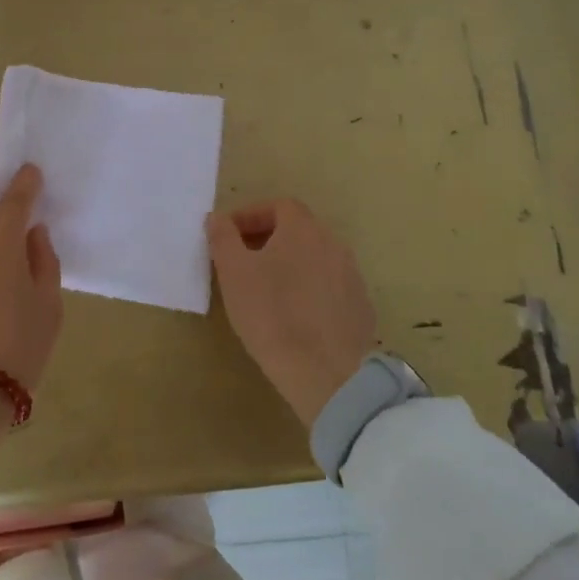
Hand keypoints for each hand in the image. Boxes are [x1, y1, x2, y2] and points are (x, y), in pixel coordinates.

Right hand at [206, 198, 377, 426]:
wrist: (325, 373)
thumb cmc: (271, 314)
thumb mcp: (233, 273)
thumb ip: (223, 238)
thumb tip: (218, 218)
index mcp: (303, 230)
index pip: (279, 206)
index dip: (251, 215)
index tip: (229, 236)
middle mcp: (333, 244)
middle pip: (298, 230)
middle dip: (268, 239)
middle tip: (243, 261)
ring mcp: (352, 276)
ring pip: (315, 258)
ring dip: (290, 264)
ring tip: (266, 290)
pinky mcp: (360, 307)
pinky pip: (329, 286)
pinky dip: (309, 289)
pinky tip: (294, 315)